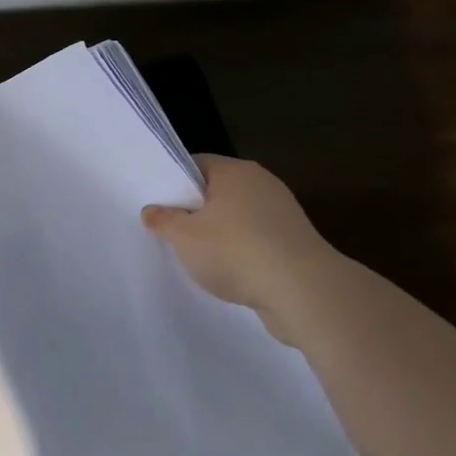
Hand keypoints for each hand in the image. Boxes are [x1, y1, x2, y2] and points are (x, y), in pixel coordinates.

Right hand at [142, 155, 337, 343]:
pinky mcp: (295, 241)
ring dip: (219, 233)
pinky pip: (257, 238)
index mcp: (235, 171)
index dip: (173, 181)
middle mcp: (261, 183)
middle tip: (170, 230)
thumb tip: (152, 211)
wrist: (304, 292)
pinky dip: (242, 251)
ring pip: (237, 216)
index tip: (157, 203)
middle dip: (195, 209)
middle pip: (217, 190)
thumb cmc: (235, 251)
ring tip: (197, 256)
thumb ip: (164, 220)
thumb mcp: (184, 237)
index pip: (195, 164)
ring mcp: (283, 212)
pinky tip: (229, 272)